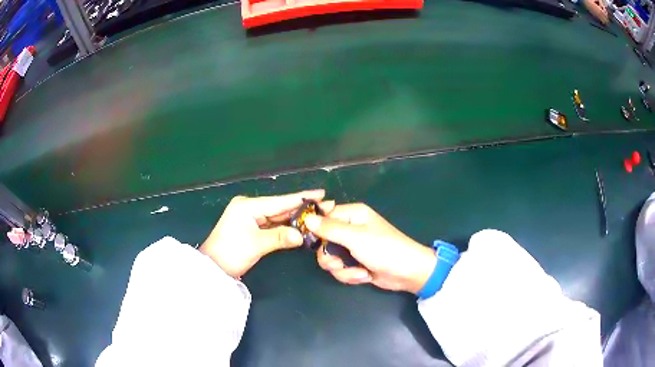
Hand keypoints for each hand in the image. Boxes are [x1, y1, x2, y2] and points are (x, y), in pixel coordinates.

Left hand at [200, 190, 332, 277]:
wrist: (213, 268)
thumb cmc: (232, 253)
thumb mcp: (256, 244)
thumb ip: (280, 237)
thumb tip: (302, 235)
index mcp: (248, 205)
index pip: (280, 201)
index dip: (301, 198)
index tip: (321, 193)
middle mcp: (249, 207)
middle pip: (280, 207)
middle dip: (302, 208)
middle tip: (326, 206)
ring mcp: (250, 217)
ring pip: (277, 216)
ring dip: (296, 218)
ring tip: (317, 215)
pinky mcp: (251, 227)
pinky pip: (272, 224)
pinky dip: (286, 226)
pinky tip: (301, 225)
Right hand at [305, 203, 436, 293]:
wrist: (408, 273)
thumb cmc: (384, 249)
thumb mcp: (355, 238)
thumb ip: (329, 229)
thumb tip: (306, 219)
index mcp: (352, 215)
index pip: (323, 218)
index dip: (316, 231)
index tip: (314, 243)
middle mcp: (350, 229)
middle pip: (323, 241)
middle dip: (330, 257)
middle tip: (339, 263)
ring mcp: (352, 247)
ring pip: (330, 258)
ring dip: (342, 270)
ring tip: (359, 273)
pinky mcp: (355, 263)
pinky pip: (340, 269)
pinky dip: (350, 275)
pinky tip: (364, 276)